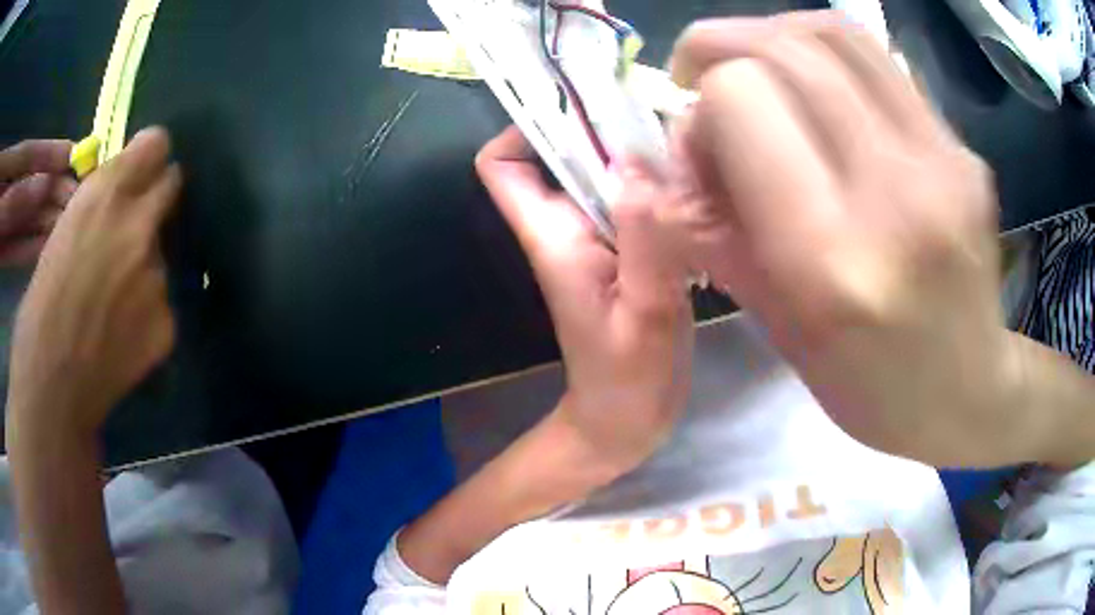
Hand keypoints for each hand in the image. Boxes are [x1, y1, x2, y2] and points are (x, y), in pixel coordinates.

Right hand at [6, 128, 180, 441]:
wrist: (50, 389)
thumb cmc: (39, 311)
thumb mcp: (62, 235)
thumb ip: (96, 212)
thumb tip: (118, 200)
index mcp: (107, 193)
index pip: (156, 145)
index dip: (148, 157)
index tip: (141, 169)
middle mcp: (139, 225)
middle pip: (172, 186)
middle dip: (156, 197)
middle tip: (138, 222)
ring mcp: (157, 276)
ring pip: (161, 254)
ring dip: (145, 266)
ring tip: (114, 303)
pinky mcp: (167, 323)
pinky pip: (162, 305)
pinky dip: (147, 313)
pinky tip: (122, 338)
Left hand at [476, 127, 693, 473]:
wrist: (626, 423)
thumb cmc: (626, 384)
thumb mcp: (644, 315)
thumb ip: (644, 240)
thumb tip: (637, 164)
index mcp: (553, 238)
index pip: (503, 167)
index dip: (527, 130)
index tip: (579, 112)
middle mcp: (568, 228)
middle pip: (561, 156)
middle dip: (600, 128)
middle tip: (656, 114)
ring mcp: (600, 239)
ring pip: (603, 173)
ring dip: (636, 153)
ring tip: (685, 143)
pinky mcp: (631, 251)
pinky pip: (636, 199)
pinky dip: (659, 184)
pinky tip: (697, 185)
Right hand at [663, 13, 1027, 466]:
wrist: (969, 390)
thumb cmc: (868, 384)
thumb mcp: (776, 326)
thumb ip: (715, 227)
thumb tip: (678, 147)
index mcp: (832, 261)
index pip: (741, 100)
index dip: (702, 108)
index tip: (701, 144)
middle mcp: (895, 194)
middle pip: (785, 51)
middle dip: (719, 46)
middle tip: (696, 68)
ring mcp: (942, 162)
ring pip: (834, 34)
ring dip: (770, 31)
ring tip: (750, 59)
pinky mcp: (963, 149)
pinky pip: (878, 61)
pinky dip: (824, 51)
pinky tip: (812, 80)